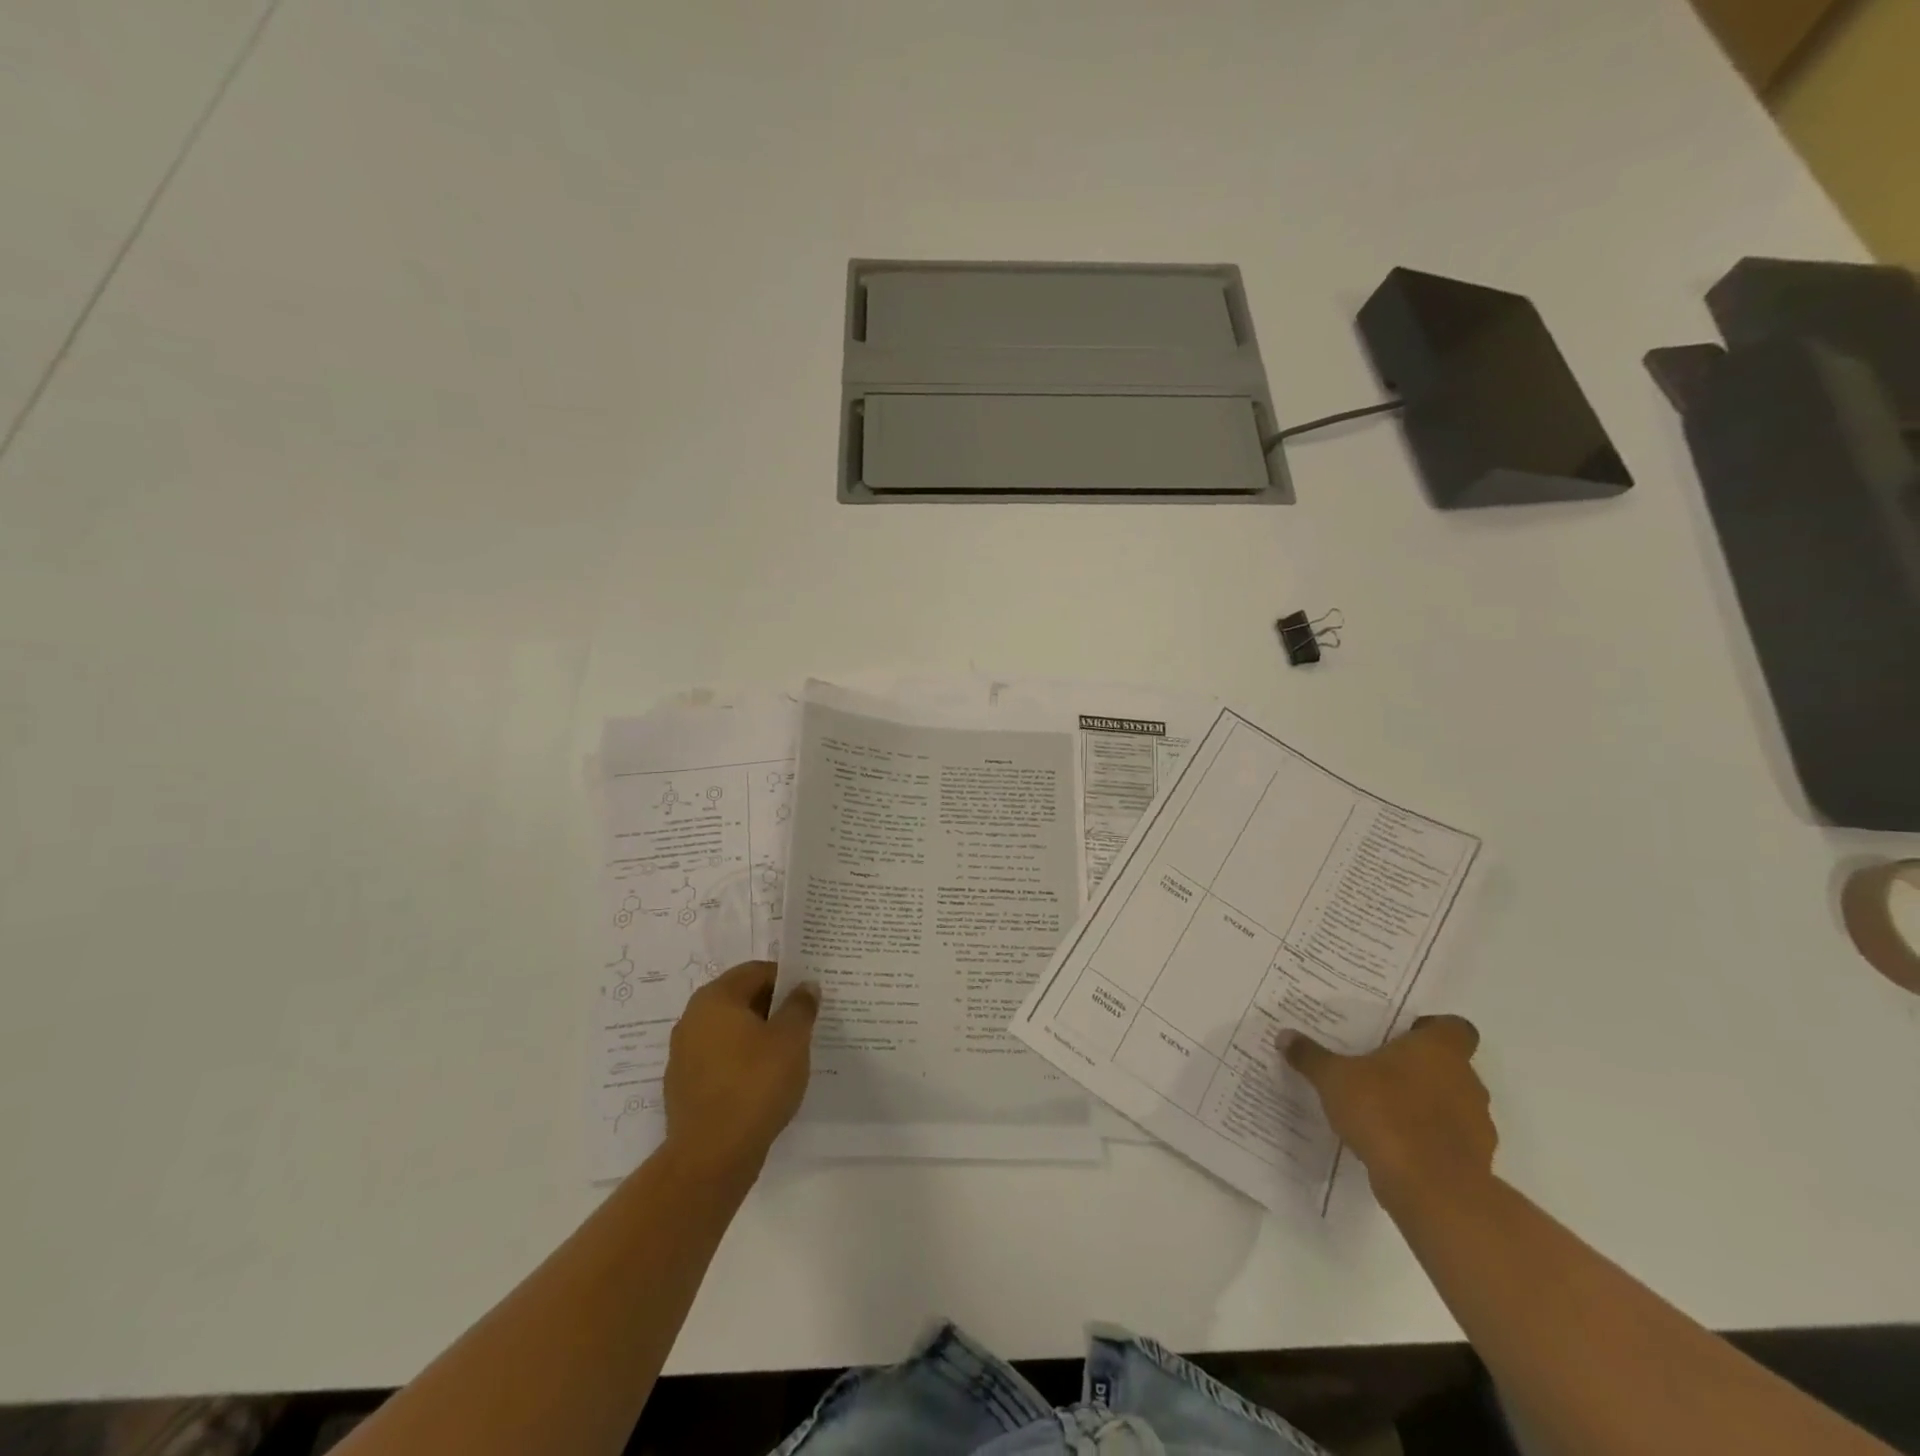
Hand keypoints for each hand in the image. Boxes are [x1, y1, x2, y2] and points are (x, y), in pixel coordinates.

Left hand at [664, 961, 818, 1182]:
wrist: (711, 1157)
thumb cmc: (755, 1084)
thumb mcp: (791, 1039)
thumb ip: (800, 1006)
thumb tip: (805, 987)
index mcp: (715, 998)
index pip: (756, 971)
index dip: (786, 979)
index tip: (809, 996)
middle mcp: (692, 1019)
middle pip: (740, 1000)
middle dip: (773, 1008)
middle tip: (804, 1023)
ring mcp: (684, 1055)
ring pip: (730, 1032)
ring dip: (758, 1036)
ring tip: (789, 1054)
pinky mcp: (685, 1087)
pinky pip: (721, 1061)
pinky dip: (742, 1063)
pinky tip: (765, 1083)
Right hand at [1279, 1015, 1495, 1211]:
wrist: (1431, 1188)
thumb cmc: (1385, 1113)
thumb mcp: (1334, 1078)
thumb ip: (1311, 1057)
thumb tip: (1285, 1036)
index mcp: (1439, 1050)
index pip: (1455, 1028)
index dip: (1433, 1029)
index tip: (1404, 1036)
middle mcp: (1466, 1081)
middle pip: (1450, 1065)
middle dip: (1419, 1068)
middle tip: (1379, 1070)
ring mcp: (1476, 1124)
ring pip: (1451, 1103)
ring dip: (1425, 1105)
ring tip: (1383, 1109)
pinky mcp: (1474, 1161)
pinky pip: (1449, 1139)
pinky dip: (1427, 1138)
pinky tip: (1394, 1144)